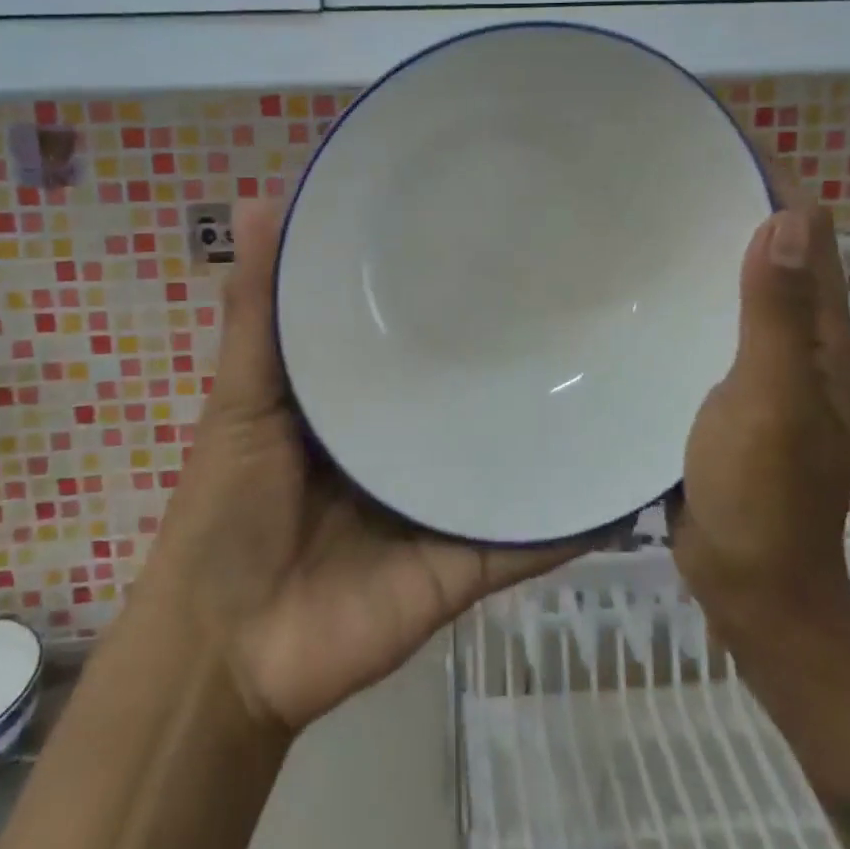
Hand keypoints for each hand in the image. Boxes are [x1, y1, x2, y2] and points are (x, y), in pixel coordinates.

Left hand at [145, 201, 591, 733]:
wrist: (230, 651)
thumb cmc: (226, 509)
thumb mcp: (242, 396)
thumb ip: (257, 311)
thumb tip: (256, 197)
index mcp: (362, 395)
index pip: (416, 326)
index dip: (444, 280)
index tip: (491, 223)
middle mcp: (411, 439)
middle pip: (469, 385)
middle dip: (511, 345)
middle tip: (576, 281)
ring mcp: (446, 498)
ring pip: (510, 450)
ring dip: (555, 420)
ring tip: (618, 358)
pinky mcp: (470, 557)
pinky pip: (530, 532)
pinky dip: (573, 511)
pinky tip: (623, 469)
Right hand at [670, 204, 849, 634]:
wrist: (751, 582)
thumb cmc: (763, 491)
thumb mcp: (770, 397)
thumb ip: (774, 312)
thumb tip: (787, 215)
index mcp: (823, 333)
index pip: (810, 231)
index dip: (774, 182)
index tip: (716, 146)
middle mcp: (801, 340)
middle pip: (775, 252)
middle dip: (734, 207)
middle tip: (665, 176)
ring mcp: (764, 367)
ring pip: (740, 287)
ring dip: (709, 251)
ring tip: (647, 220)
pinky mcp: (729, 389)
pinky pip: (713, 323)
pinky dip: (691, 295)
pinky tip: (646, 291)